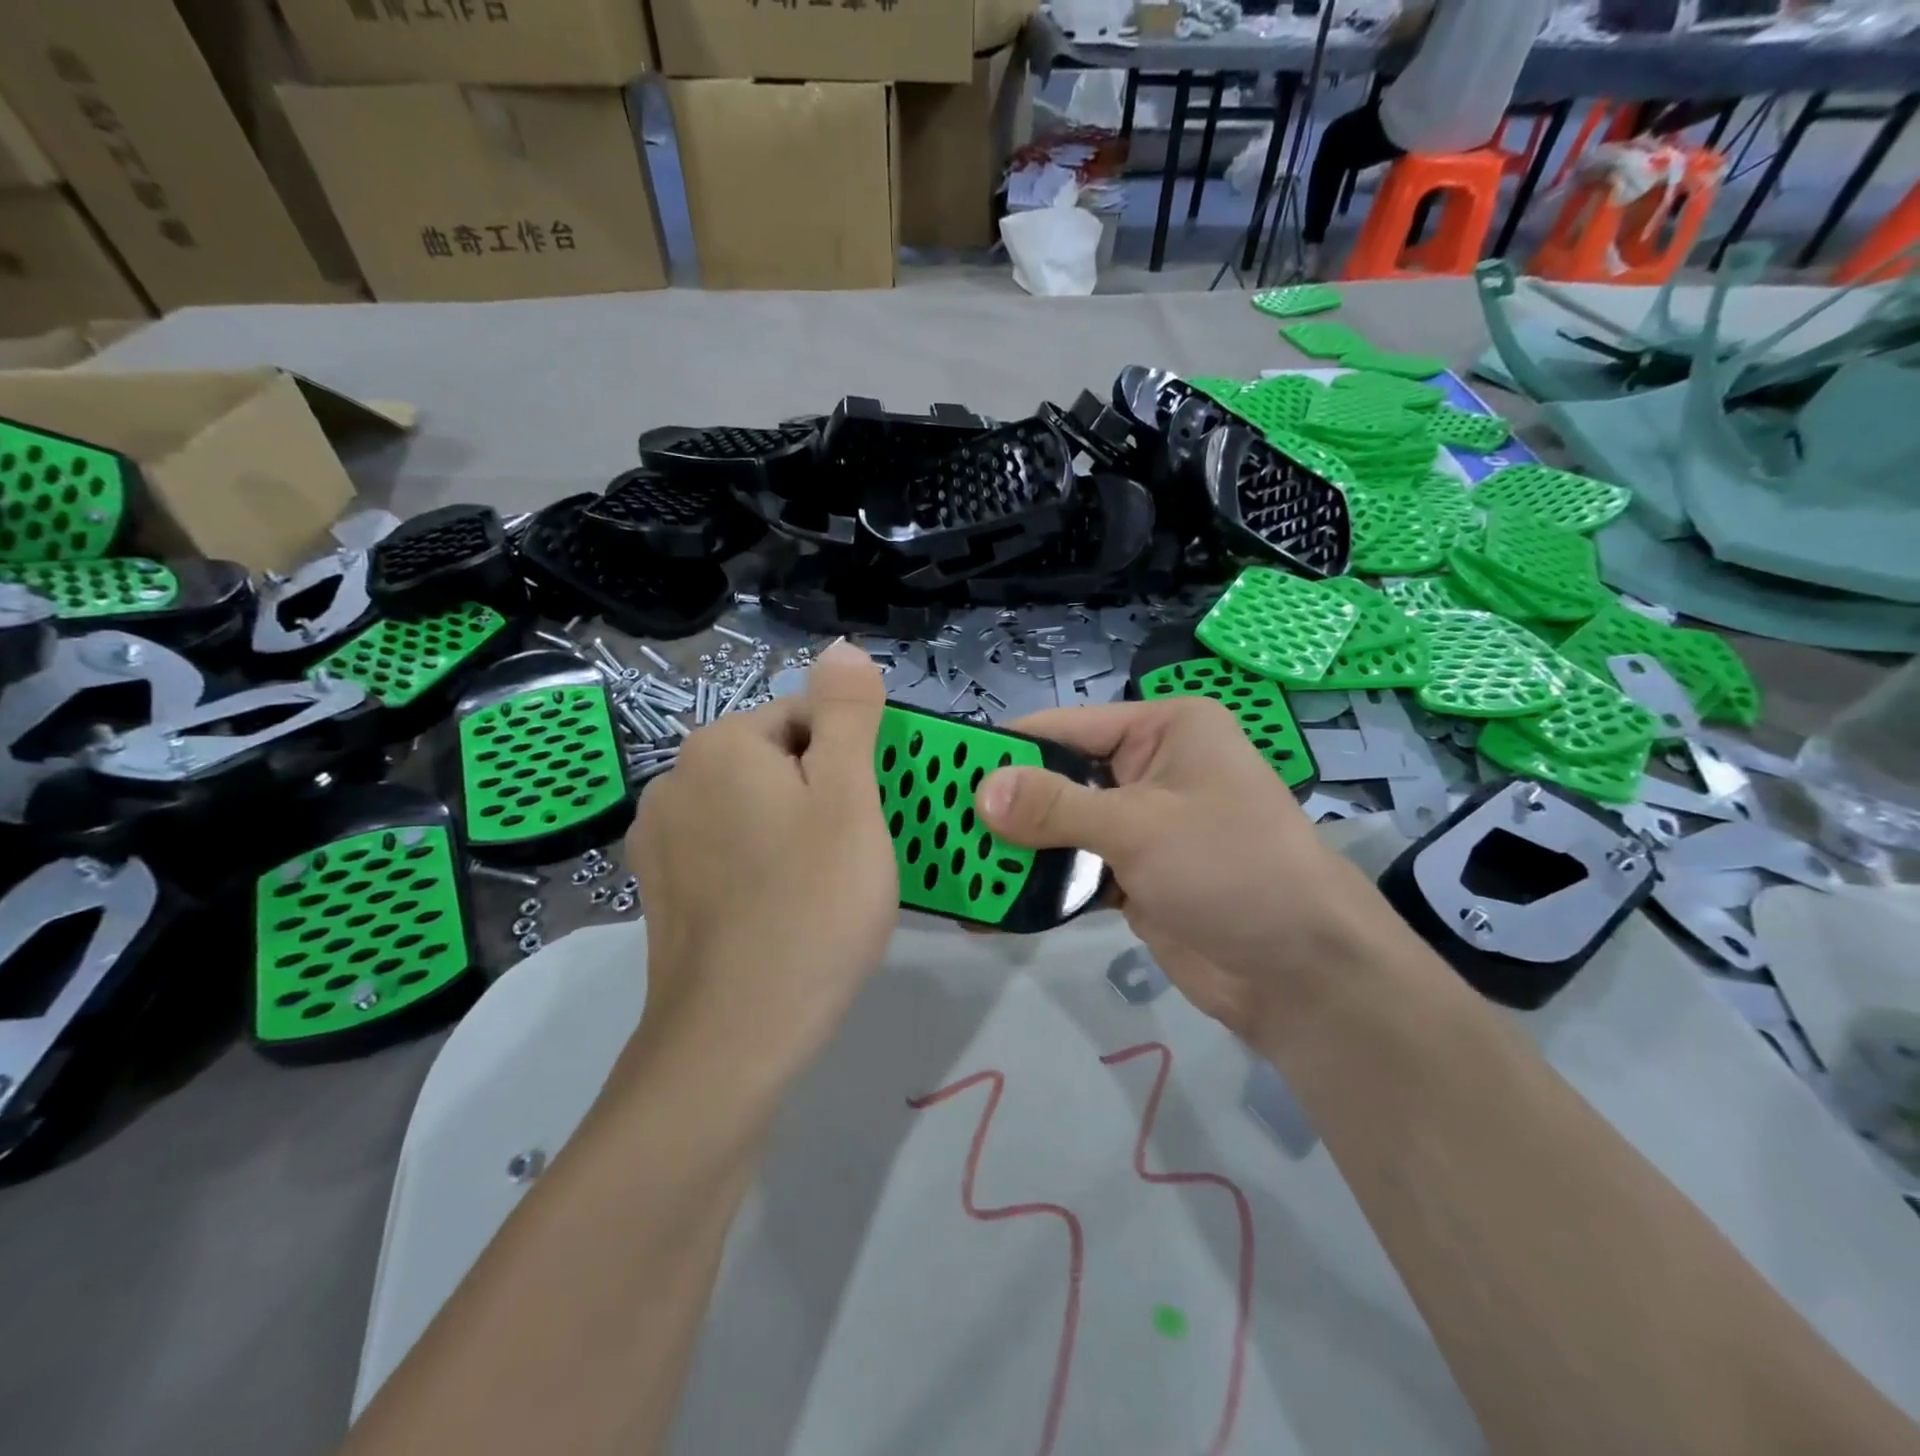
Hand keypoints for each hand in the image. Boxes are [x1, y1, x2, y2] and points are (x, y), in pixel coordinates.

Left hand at [626, 641, 898, 1073]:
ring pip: (754, 808)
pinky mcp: (658, 888)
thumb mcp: (850, 798)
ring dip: (794, 831)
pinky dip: (760, 865)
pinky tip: (780, 910)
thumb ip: (848, 714)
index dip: (853, 765)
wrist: (735, 1036)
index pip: (809, 719)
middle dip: (824, 796)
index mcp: (721, 745)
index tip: (870, 819)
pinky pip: (727, 850)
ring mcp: (659, 837)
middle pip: (779, 761)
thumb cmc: (811, 906)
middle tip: (853, 858)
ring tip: (822, 889)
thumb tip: (842, 648)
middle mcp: (676, 777)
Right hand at [976, 696, 1410, 1048]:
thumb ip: (1056, 807)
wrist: (1302, 974)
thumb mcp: (1141, 826)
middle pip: (1060, 778)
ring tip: (952, 866)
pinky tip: (992, 905)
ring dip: (1017, 850)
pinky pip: (1075, 871)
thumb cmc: (1233, 868)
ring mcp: (1142, 827)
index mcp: (1164, 730)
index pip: (1067, 726)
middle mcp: (1150, 769)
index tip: (942, 768)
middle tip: (936, 824)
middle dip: (1005, 805)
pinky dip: (1040, 886)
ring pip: (1063, 828)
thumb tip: (981, 792)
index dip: (1007, 747)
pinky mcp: (1135, 878)